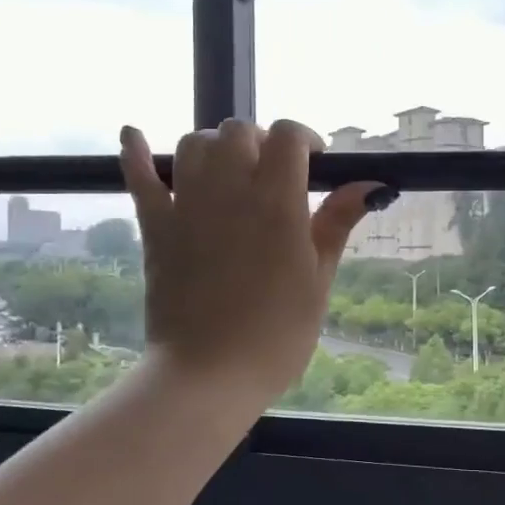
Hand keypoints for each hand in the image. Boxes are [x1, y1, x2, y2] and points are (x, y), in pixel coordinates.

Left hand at [120, 119, 381, 406]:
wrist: (209, 374)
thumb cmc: (277, 333)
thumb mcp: (319, 279)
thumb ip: (337, 223)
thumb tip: (372, 184)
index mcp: (277, 201)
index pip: (288, 135)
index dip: (304, 138)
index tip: (314, 161)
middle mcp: (229, 189)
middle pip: (238, 131)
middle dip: (260, 140)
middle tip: (273, 172)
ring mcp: (186, 205)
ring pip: (193, 144)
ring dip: (214, 146)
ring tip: (228, 169)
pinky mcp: (156, 227)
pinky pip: (139, 178)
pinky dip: (136, 153)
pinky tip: (133, 134)